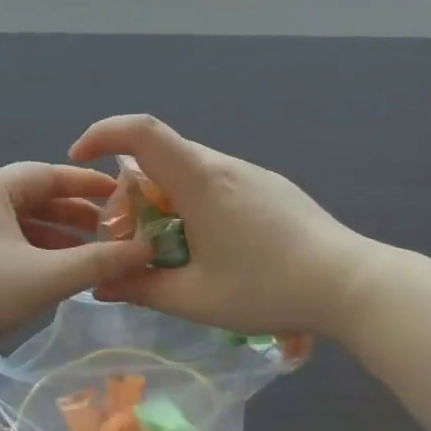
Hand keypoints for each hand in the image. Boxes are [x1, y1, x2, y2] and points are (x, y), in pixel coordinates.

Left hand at [0, 162, 153, 370]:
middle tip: (114, 233)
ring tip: (93, 259)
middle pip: (35, 200)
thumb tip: (145, 249)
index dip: (88, 184)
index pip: (49, 174)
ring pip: (21, 228)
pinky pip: (6, 250)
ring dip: (57, 242)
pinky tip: (58, 279)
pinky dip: (35, 259)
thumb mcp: (44, 277)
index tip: (123, 197)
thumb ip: (98, 262)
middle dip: (76, 217)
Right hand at [69, 115, 372, 337]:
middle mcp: (222, 166)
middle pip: (160, 157)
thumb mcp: (195, 299)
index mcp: (200, 181)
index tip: (79, 159)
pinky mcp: (270, 187)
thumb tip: (101, 283)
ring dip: (164, 201)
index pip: (141, 131)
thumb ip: (140, 288)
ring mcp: (250, 174)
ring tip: (169, 250)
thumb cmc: (268, 288)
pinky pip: (215, 182)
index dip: (103, 133)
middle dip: (131, 192)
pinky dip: (192, 203)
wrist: (351, 283)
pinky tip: (209, 247)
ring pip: (188, 172)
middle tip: (129, 239)